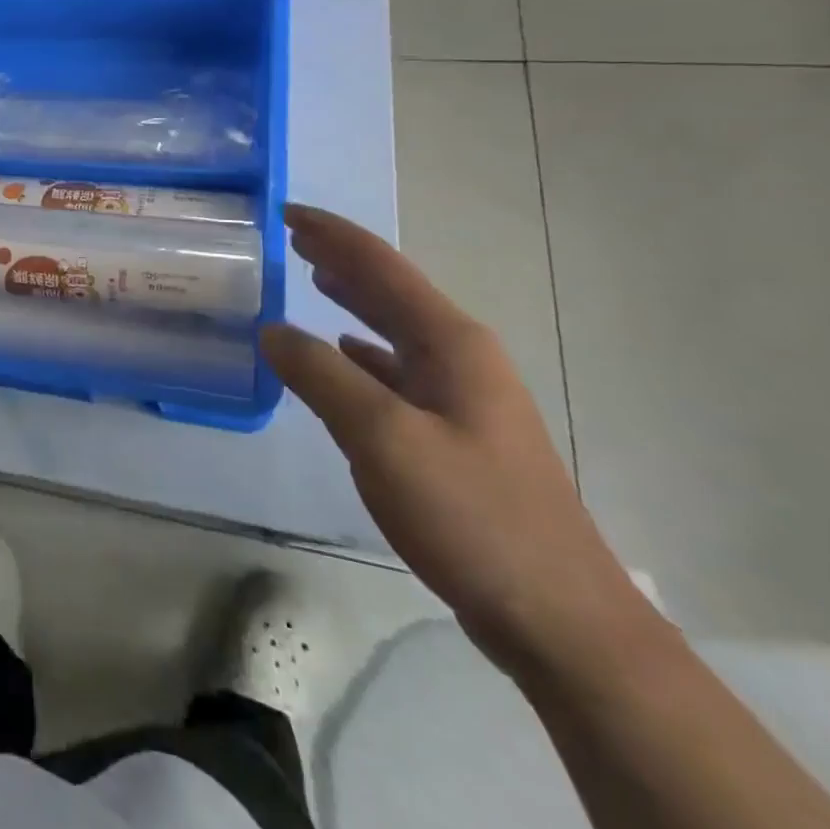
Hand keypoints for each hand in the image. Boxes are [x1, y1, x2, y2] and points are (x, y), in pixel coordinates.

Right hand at [263, 204, 667, 683]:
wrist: (558, 618)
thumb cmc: (472, 514)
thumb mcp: (382, 438)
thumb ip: (320, 375)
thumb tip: (271, 330)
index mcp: (451, 344)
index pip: (381, 266)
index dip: (332, 234)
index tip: (286, 210)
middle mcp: (460, 358)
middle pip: (391, 290)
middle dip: (342, 258)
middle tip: (291, 237)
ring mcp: (462, 397)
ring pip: (395, 327)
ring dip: (352, 298)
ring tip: (311, 276)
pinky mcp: (455, 433)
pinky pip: (397, 368)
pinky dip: (362, 349)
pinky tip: (342, 351)